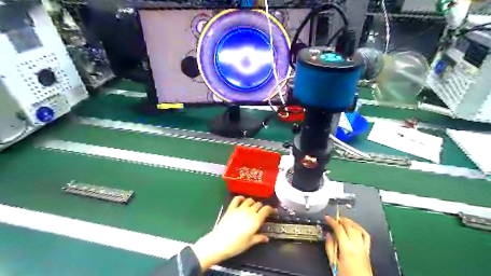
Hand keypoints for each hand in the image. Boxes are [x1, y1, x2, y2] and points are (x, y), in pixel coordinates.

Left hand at [191, 197, 271, 269]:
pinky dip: (241, 198)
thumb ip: (259, 238)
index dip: (270, 209)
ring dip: (252, 203)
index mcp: (256, 220)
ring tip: (252, 207)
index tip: (272, 212)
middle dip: (261, 207)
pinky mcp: (231, 208)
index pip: (266, 209)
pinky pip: (237, 198)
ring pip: (249, 200)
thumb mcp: (250, 243)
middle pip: (258, 204)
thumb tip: (266, 238)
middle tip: (261, 212)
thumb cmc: (237, 245)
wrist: (220, 242)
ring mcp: (240, 208)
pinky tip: (242, 200)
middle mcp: (249, 211)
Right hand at [326, 215, 372, 275]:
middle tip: (334, 218)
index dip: (332, 221)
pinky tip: (355, 227)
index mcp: (347, 248)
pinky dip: (360, 228)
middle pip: (349, 226)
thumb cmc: (346, 275)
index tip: (327, 217)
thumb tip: (328, 235)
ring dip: (350, 222)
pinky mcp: (367, 250)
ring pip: (358, 228)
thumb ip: (330, 247)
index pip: (339, 229)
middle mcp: (356, 246)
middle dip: (341, 220)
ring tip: (343, 220)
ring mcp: (363, 247)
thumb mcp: (333, 262)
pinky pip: (365, 235)